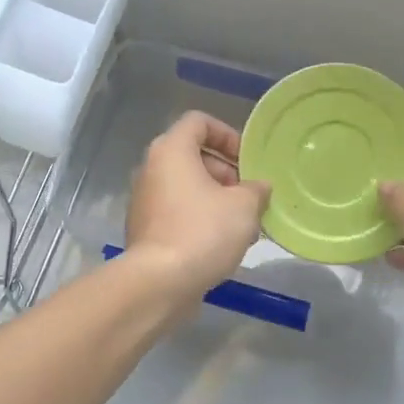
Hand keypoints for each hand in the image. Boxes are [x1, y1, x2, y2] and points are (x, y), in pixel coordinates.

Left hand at [125, 112, 270, 297]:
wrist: (159, 282)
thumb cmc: (203, 231)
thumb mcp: (244, 206)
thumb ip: (256, 189)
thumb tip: (259, 187)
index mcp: (171, 150)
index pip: (199, 122)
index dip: (227, 134)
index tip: (247, 160)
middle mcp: (152, 169)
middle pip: (193, 156)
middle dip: (227, 173)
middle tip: (250, 197)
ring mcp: (145, 201)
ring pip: (187, 188)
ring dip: (217, 200)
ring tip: (244, 226)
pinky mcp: (145, 229)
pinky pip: (178, 212)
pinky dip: (200, 219)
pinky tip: (223, 245)